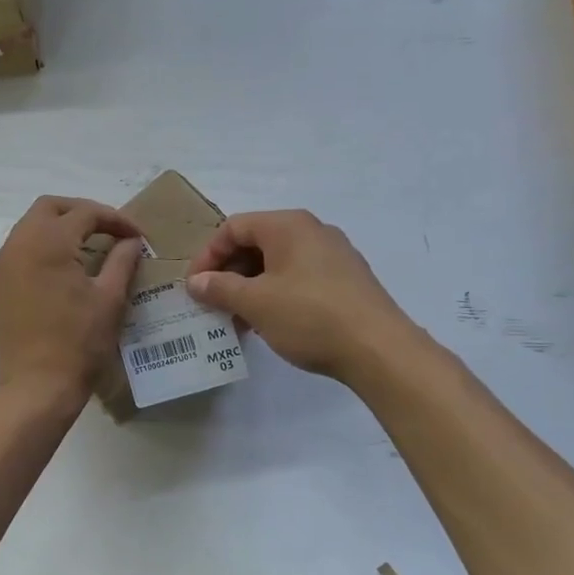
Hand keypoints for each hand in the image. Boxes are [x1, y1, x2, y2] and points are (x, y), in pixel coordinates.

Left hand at [0, 196, 142, 407]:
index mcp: (48, 242)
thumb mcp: (110, 298)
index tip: (136, 236)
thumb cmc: (79, 342)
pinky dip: (42, 249)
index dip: (115, 219)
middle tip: (108, 231)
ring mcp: (3, 266)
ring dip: (59, 229)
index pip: (85, 213)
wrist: (37, 386)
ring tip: (88, 248)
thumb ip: (122, 261)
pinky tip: (62, 271)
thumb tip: (131, 242)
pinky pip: (19, 252)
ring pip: (30, 227)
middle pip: (49, 208)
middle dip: (81, 212)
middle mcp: (19, 244)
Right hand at [186, 210, 418, 381]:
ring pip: (278, 263)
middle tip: (213, 304)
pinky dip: (276, 294)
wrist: (378, 348)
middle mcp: (312, 231)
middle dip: (229, 273)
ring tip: (238, 320)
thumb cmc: (309, 316)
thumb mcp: (256, 303)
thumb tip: (196, 282)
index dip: (207, 255)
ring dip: (251, 288)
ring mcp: (334, 255)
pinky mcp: (347, 280)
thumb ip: (220, 288)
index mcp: (288, 225)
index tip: (195, 287)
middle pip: (256, 243)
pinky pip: (299, 278)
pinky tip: (270, 324)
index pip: (233, 227)